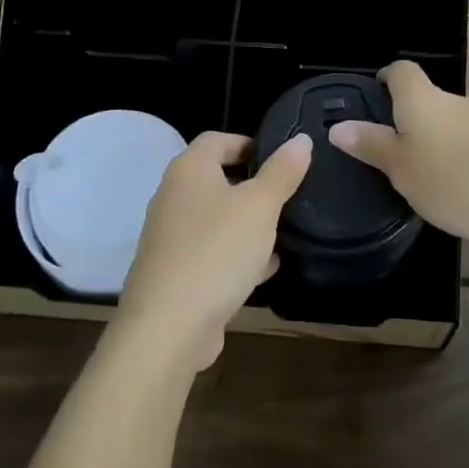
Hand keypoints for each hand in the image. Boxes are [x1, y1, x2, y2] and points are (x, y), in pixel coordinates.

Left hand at [114, 130, 311, 372]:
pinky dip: (236, 255)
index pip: (218, 140)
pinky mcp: (175, 272)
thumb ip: (282, 172)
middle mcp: (173, 196)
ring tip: (284, 231)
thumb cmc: (216, 251)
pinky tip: (265, 268)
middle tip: (289, 196)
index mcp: (189, 170)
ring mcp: (171, 236)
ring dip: (248, 224)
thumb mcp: (260, 206)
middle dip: (254, 187)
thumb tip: (301, 139)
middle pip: (218, 179)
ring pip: (217, 218)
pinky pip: (212, 252)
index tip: (282, 160)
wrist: (167, 328)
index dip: (250, 143)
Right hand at [327, 61, 468, 249]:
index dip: (382, 79)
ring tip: (415, 174)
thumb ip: (371, 145)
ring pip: (445, 122)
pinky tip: (452, 188)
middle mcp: (453, 101)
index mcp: (423, 99)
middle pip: (423, 97)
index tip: (369, 101)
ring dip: (430, 140)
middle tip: (383, 150)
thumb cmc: (456, 181)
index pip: (400, 70)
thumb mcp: (402, 169)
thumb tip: (338, 125)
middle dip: (403, 117)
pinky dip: (454, 156)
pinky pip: (467, 142)